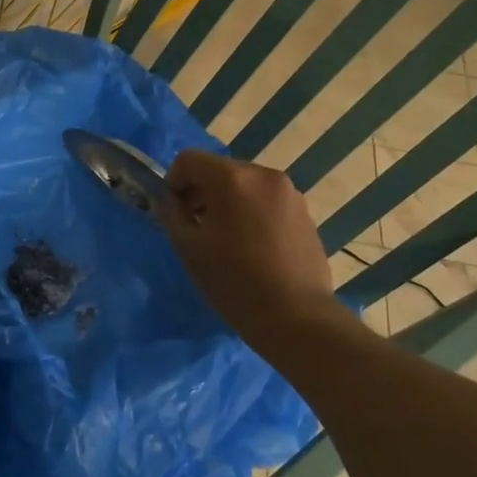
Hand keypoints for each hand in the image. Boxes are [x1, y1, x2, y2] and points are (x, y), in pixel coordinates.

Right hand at [160, 149, 352, 350]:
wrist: (296, 317)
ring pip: (245, 185)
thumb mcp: (189, 248)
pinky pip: (267, 202)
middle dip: (202, 192)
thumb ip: (172, 215)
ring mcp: (290, 193)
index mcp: (232, 178)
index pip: (190, 159)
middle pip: (219, 170)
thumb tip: (170, 201)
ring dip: (228, 202)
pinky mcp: (305, 213)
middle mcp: (264, 175)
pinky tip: (253, 248)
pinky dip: (252, 213)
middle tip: (196, 228)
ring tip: (227, 240)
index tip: (174, 212)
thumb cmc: (234, 282)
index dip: (174, 182)